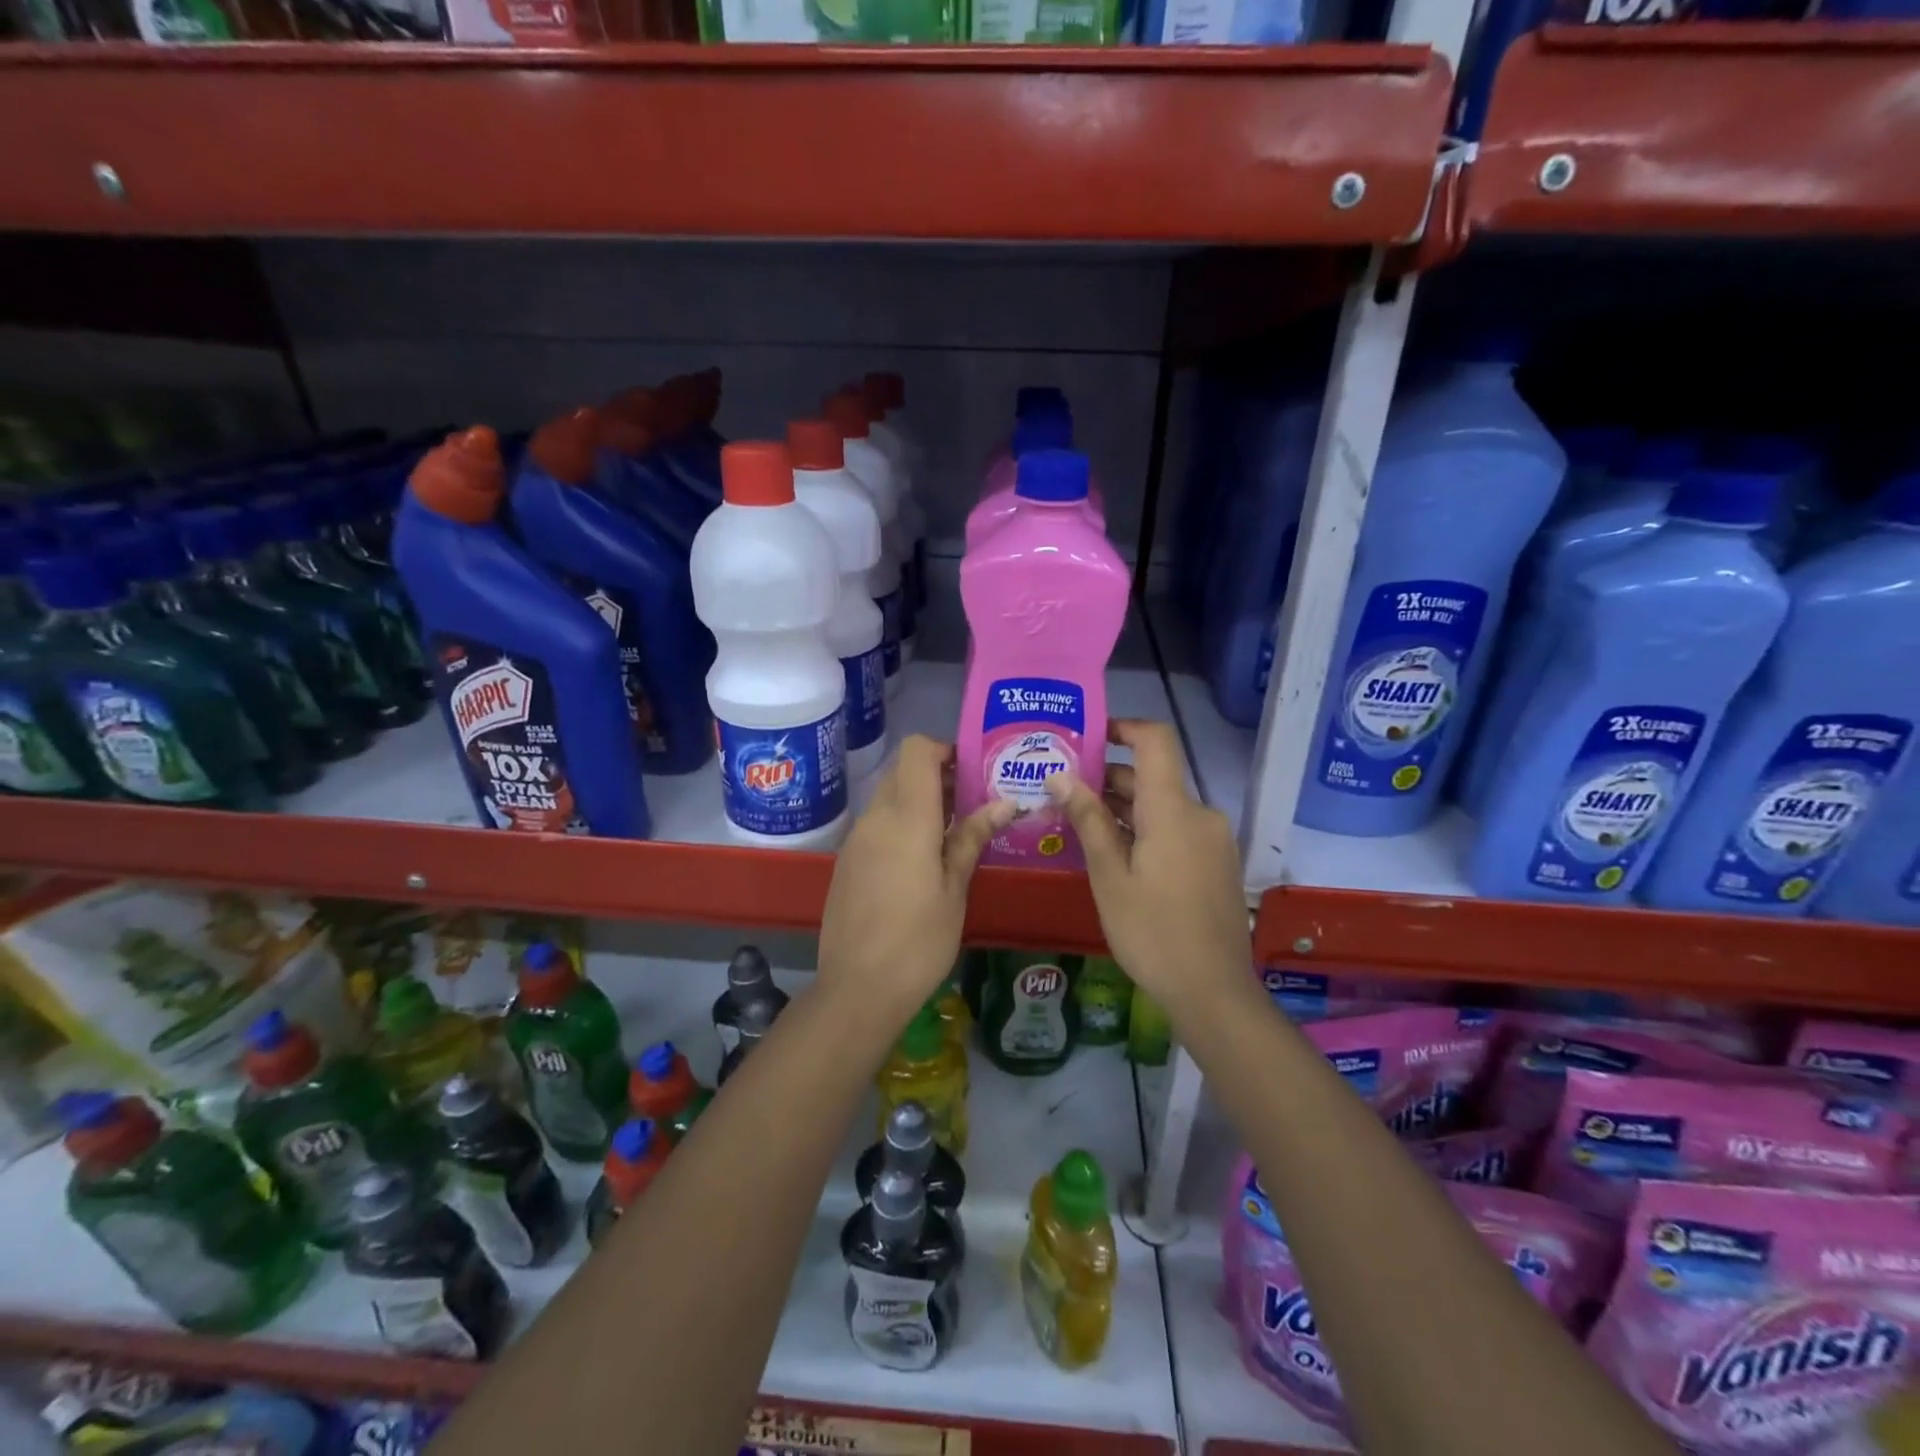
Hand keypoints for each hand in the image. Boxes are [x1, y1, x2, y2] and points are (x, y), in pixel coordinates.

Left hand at [817, 736, 1013, 1024]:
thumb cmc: (918, 941)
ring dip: (919, 802)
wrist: (857, 990)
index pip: (916, 751)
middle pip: (903, 772)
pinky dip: (900, 825)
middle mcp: (875, 819)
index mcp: (906, 818)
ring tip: (953, 834)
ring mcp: (855, 840)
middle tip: (971, 804)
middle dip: (937, 776)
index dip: (944, 749)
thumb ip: (972, 838)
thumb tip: (1003, 803)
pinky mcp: (846, 862)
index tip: (971, 772)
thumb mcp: (955, 890)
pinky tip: (922, 861)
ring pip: (888, 798)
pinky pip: (876, 825)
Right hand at [1046, 719, 1251, 1014]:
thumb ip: (1088, 820)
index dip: (1124, 727)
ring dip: (1123, 808)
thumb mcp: (1109, 876)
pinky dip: (1145, 829)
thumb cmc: (1152, 932)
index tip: (1088, 736)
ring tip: (1078, 824)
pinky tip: (1113, 854)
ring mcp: (1212, 840)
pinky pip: (1176, 829)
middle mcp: (1199, 814)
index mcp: (1173, 810)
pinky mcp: (1215, 863)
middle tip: (1062, 792)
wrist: (1213, 991)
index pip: (1156, 740)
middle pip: (1153, 776)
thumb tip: (1060, 776)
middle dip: (1108, 778)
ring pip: (1162, 806)